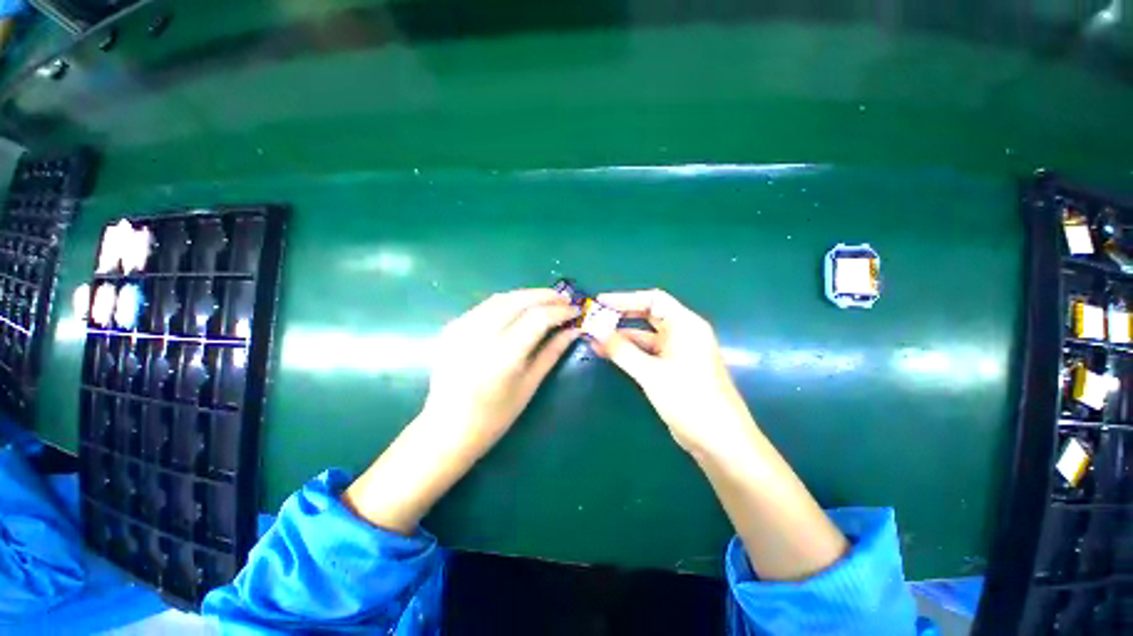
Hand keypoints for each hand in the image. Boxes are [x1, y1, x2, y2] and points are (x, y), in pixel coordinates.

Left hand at [344, 289, 579, 532]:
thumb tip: (574, 330)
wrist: (448, 428)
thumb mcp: (530, 384)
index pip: (538, 317)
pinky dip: (508, 302)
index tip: (576, 310)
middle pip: (520, 300)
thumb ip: (552, 351)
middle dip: (546, 296)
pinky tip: (520, 307)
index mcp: (504, 355)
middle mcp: (481, 335)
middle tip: (565, 299)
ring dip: (528, 295)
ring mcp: (463, 328)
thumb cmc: (496, 416)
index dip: (560, 310)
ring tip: (546, 300)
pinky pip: (486, 305)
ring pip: (502, 298)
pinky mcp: (453, 327)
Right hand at [595, 289, 755, 458]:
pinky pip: (647, 352)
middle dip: (621, 316)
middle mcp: (682, 333)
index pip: (653, 299)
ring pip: (645, 335)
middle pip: (648, 315)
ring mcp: (677, 351)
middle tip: (595, 317)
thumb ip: (621, 350)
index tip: (601, 303)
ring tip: (594, 336)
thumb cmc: (689, 399)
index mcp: (685, 325)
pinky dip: (629, 351)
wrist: (718, 440)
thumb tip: (594, 331)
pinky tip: (607, 352)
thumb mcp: (651, 373)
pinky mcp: (672, 368)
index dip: (625, 298)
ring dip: (621, 335)